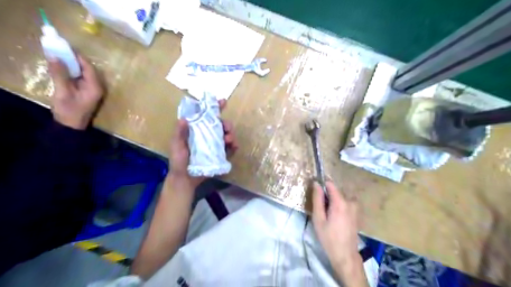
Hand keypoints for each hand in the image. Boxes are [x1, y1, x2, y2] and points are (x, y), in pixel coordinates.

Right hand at [47, 53, 102, 127]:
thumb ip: (60, 74)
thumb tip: (54, 56)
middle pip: (88, 69)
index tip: (63, 46)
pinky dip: (72, 72)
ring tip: (58, 56)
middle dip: (74, 59)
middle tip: (59, 50)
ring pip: (84, 73)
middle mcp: (98, 87)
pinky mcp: (88, 91)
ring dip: (72, 65)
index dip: (77, 56)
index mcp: (95, 87)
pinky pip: (81, 78)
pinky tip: (62, 68)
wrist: (71, 126)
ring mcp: (94, 89)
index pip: (89, 67)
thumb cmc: (69, 110)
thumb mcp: (63, 91)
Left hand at [169, 100, 238, 189]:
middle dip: (226, 123)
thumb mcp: (177, 146)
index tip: (223, 102)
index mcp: (196, 130)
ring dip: (230, 134)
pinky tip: (234, 146)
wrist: (185, 180)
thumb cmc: (179, 161)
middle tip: (227, 127)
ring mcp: (214, 145)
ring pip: (226, 135)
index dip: (214, 108)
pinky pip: (229, 148)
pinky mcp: (219, 154)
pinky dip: (234, 145)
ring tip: (229, 139)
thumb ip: (180, 133)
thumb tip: (184, 118)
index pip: (206, 116)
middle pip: (220, 125)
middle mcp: (207, 135)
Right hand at [311, 181, 362, 277]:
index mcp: (340, 202)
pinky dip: (339, 206)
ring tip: (328, 215)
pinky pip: (346, 203)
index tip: (315, 192)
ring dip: (333, 201)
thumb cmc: (329, 237)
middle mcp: (350, 201)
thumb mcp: (318, 219)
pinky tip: (336, 218)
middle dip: (327, 196)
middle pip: (336, 191)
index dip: (322, 185)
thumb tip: (316, 184)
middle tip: (321, 209)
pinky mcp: (357, 213)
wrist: (345, 255)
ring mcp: (355, 207)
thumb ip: (317, 199)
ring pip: (341, 197)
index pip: (330, 184)